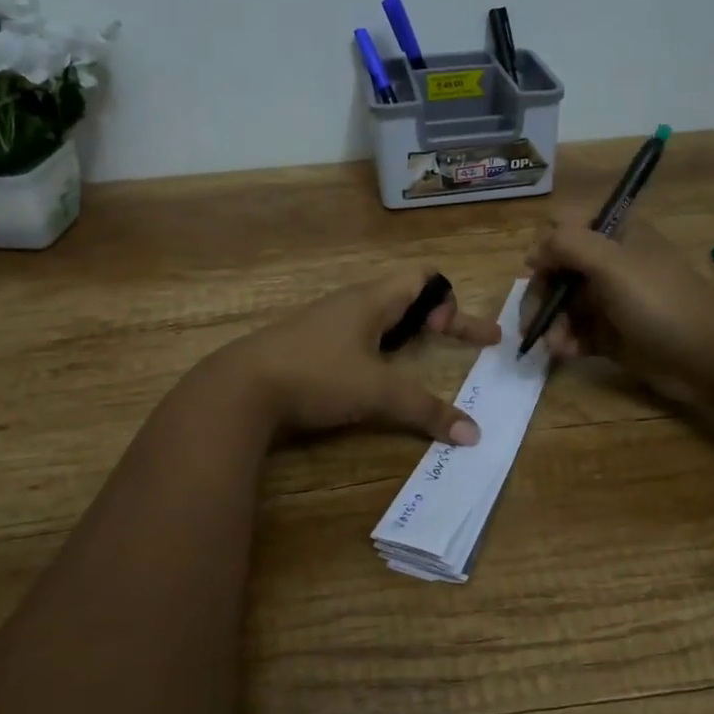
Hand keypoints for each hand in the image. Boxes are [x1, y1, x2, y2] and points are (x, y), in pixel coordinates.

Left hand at [216, 268, 500, 445]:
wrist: (240, 388)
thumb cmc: (317, 375)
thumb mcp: (377, 392)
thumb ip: (426, 410)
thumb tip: (473, 434)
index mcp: (372, 299)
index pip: (424, 278)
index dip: (451, 301)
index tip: (462, 335)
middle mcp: (351, 303)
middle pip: (405, 295)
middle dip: (435, 316)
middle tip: (455, 340)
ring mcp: (325, 322)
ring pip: (378, 315)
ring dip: (406, 331)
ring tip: (419, 355)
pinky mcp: (307, 344)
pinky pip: (356, 334)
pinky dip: (379, 347)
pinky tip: (373, 374)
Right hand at [524, 212, 713, 386]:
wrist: (707, 357)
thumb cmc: (659, 301)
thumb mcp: (611, 262)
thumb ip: (567, 244)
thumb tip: (534, 254)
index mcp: (614, 234)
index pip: (564, 225)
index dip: (546, 246)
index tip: (538, 271)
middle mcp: (609, 262)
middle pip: (556, 268)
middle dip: (542, 295)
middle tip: (532, 322)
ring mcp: (610, 299)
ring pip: (562, 304)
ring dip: (551, 323)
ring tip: (555, 346)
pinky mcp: (611, 333)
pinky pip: (576, 332)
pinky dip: (566, 342)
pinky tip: (566, 355)